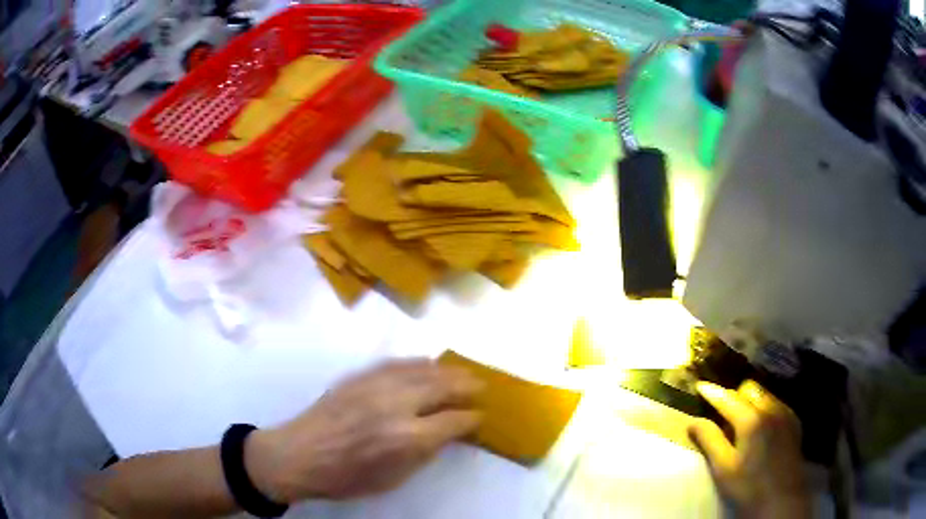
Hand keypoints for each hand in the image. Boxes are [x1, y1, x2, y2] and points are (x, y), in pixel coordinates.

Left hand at [245, 359, 482, 502]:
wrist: (298, 455)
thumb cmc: (347, 478)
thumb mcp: (394, 478)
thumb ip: (425, 453)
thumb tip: (447, 433)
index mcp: (408, 438)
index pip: (453, 421)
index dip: (470, 418)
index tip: (480, 417)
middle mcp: (396, 405)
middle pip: (442, 387)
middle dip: (466, 386)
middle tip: (481, 386)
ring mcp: (375, 385)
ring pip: (421, 369)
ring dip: (447, 370)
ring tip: (462, 371)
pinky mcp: (359, 376)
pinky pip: (396, 363)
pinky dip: (417, 363)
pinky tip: (427, 363)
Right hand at [689, 380, 811, 518]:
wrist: (782, 498)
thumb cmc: (748, 486)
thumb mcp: (723, 468)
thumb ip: (709, 440)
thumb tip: (693, 421)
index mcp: (751, 420)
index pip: (727, 398)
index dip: (712, 392)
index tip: (700, 386)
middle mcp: (770, 408)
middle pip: (749, 388)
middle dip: (734, 397)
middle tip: (723, 418)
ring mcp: (785, 413)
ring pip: (764, 394)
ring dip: (750, 402)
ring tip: (742, 425)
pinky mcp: (794, 420)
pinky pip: (776, 403)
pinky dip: (764, 409)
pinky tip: (761, 430)